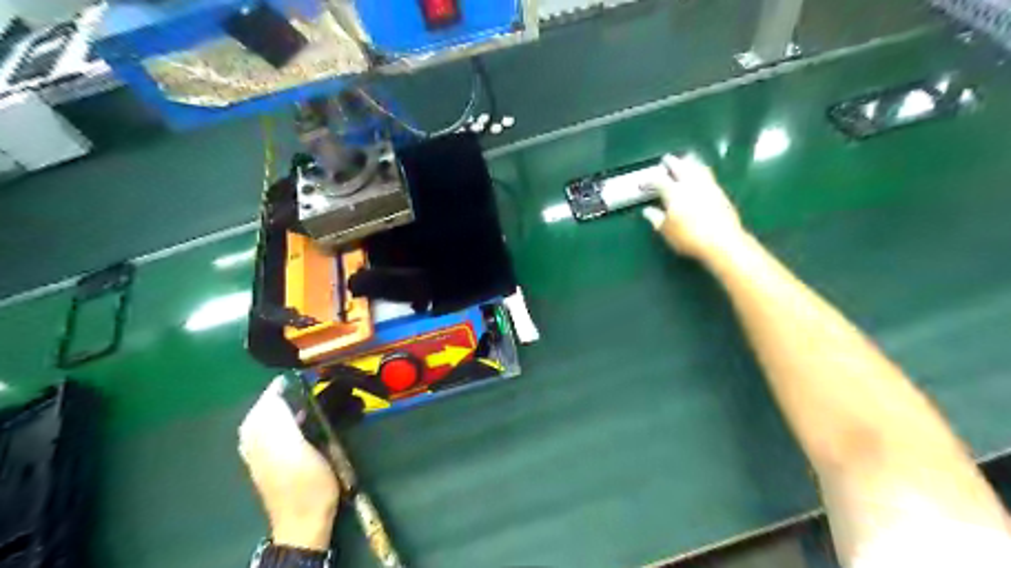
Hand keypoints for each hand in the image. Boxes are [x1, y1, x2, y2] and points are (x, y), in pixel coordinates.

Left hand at [240, 376, 339, 549]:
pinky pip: (265, 436)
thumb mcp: (298, 449)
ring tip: (292, 401)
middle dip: (273, 398)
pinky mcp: (270, 466)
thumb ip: (282, 422)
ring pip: (260, 425)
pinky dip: (275, 424)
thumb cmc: (308, 483)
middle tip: (293, 387)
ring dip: (273, 409)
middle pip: (259, 414)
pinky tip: (290, 424)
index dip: (277, 389)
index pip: (264, 406)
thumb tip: (276, 396)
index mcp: (263, 440)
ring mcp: (261, 457)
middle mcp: (256, 446)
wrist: (304, 520)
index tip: (294, 376)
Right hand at [643, 155, 745, 260]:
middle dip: (672, 162)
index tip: (643, 184)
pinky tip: (700, 175)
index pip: (659, 181)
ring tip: (686, 160)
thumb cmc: (689, 237)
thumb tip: (648, 211)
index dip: (649, 181)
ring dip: (689, 162)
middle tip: (666, 159)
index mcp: (674, 192)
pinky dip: (701, 171)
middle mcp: (691, 184)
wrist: (722, 242)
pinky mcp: (721, 193)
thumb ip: (656, 218)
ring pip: (697, 167)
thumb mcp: (667, 231)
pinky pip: (708, 175)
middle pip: (680, 167)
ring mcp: (708, 186)